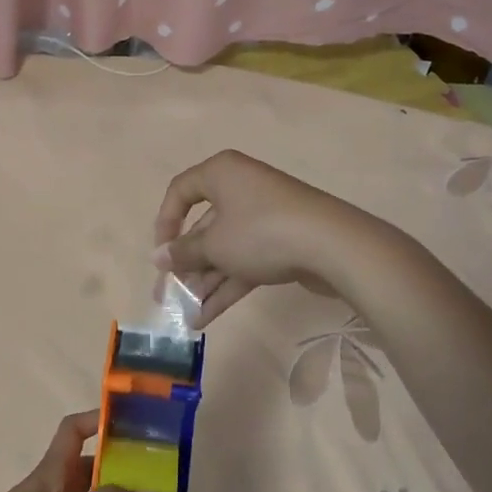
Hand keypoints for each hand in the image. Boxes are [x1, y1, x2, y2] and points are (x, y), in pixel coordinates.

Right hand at [153, 150, 373, 324]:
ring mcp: (263, 217)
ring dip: (205, 282)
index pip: (180, 191)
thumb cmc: (261, 232)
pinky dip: (226, 286)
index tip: (160, 255)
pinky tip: (207, 317)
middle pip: (203, 227)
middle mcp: (240, 188)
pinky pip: (245, 261)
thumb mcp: (214, 244)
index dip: (164, 223)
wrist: (333, 246)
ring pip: (224, 249)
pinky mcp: (281, 242)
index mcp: (221, 174)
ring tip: (187, 315)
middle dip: (186, 265)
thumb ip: (183, 252)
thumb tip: (159, 257)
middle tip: (168, 296)